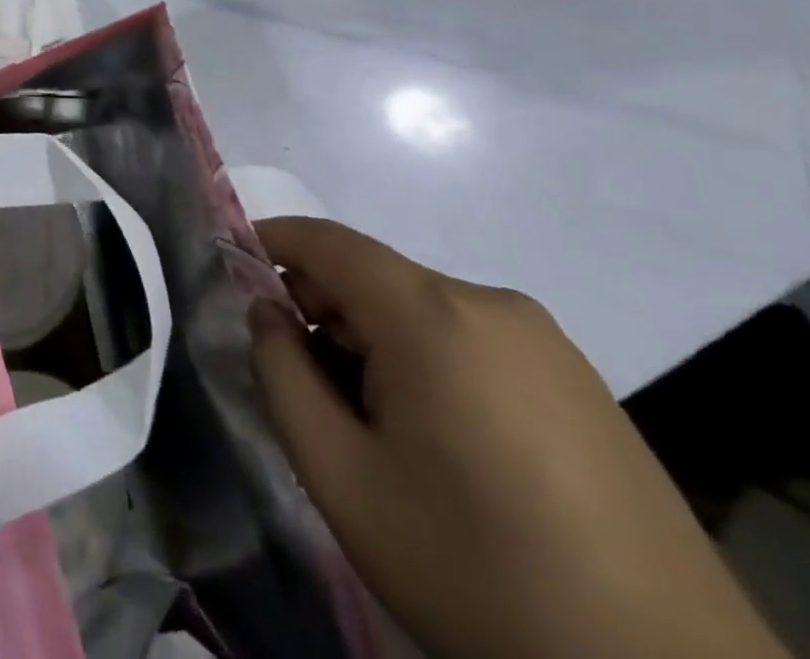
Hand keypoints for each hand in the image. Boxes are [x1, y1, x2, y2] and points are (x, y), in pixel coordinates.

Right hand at [247, 218, 786, 658]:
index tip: (228, 264)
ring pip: (421, 309)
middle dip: (322, 308)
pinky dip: (427, 359)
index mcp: (433, 315)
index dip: (270, 240)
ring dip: (374, 339)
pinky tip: (438, 438)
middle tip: (300, 377)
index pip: (327, 241)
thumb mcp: (342, 477)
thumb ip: (281, 374)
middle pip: (374, 276)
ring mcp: (547, 342)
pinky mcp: (581, 382)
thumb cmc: (475, 568)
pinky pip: (472, 339)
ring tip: (370, 421)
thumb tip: (265, 311)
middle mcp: (491, 304)